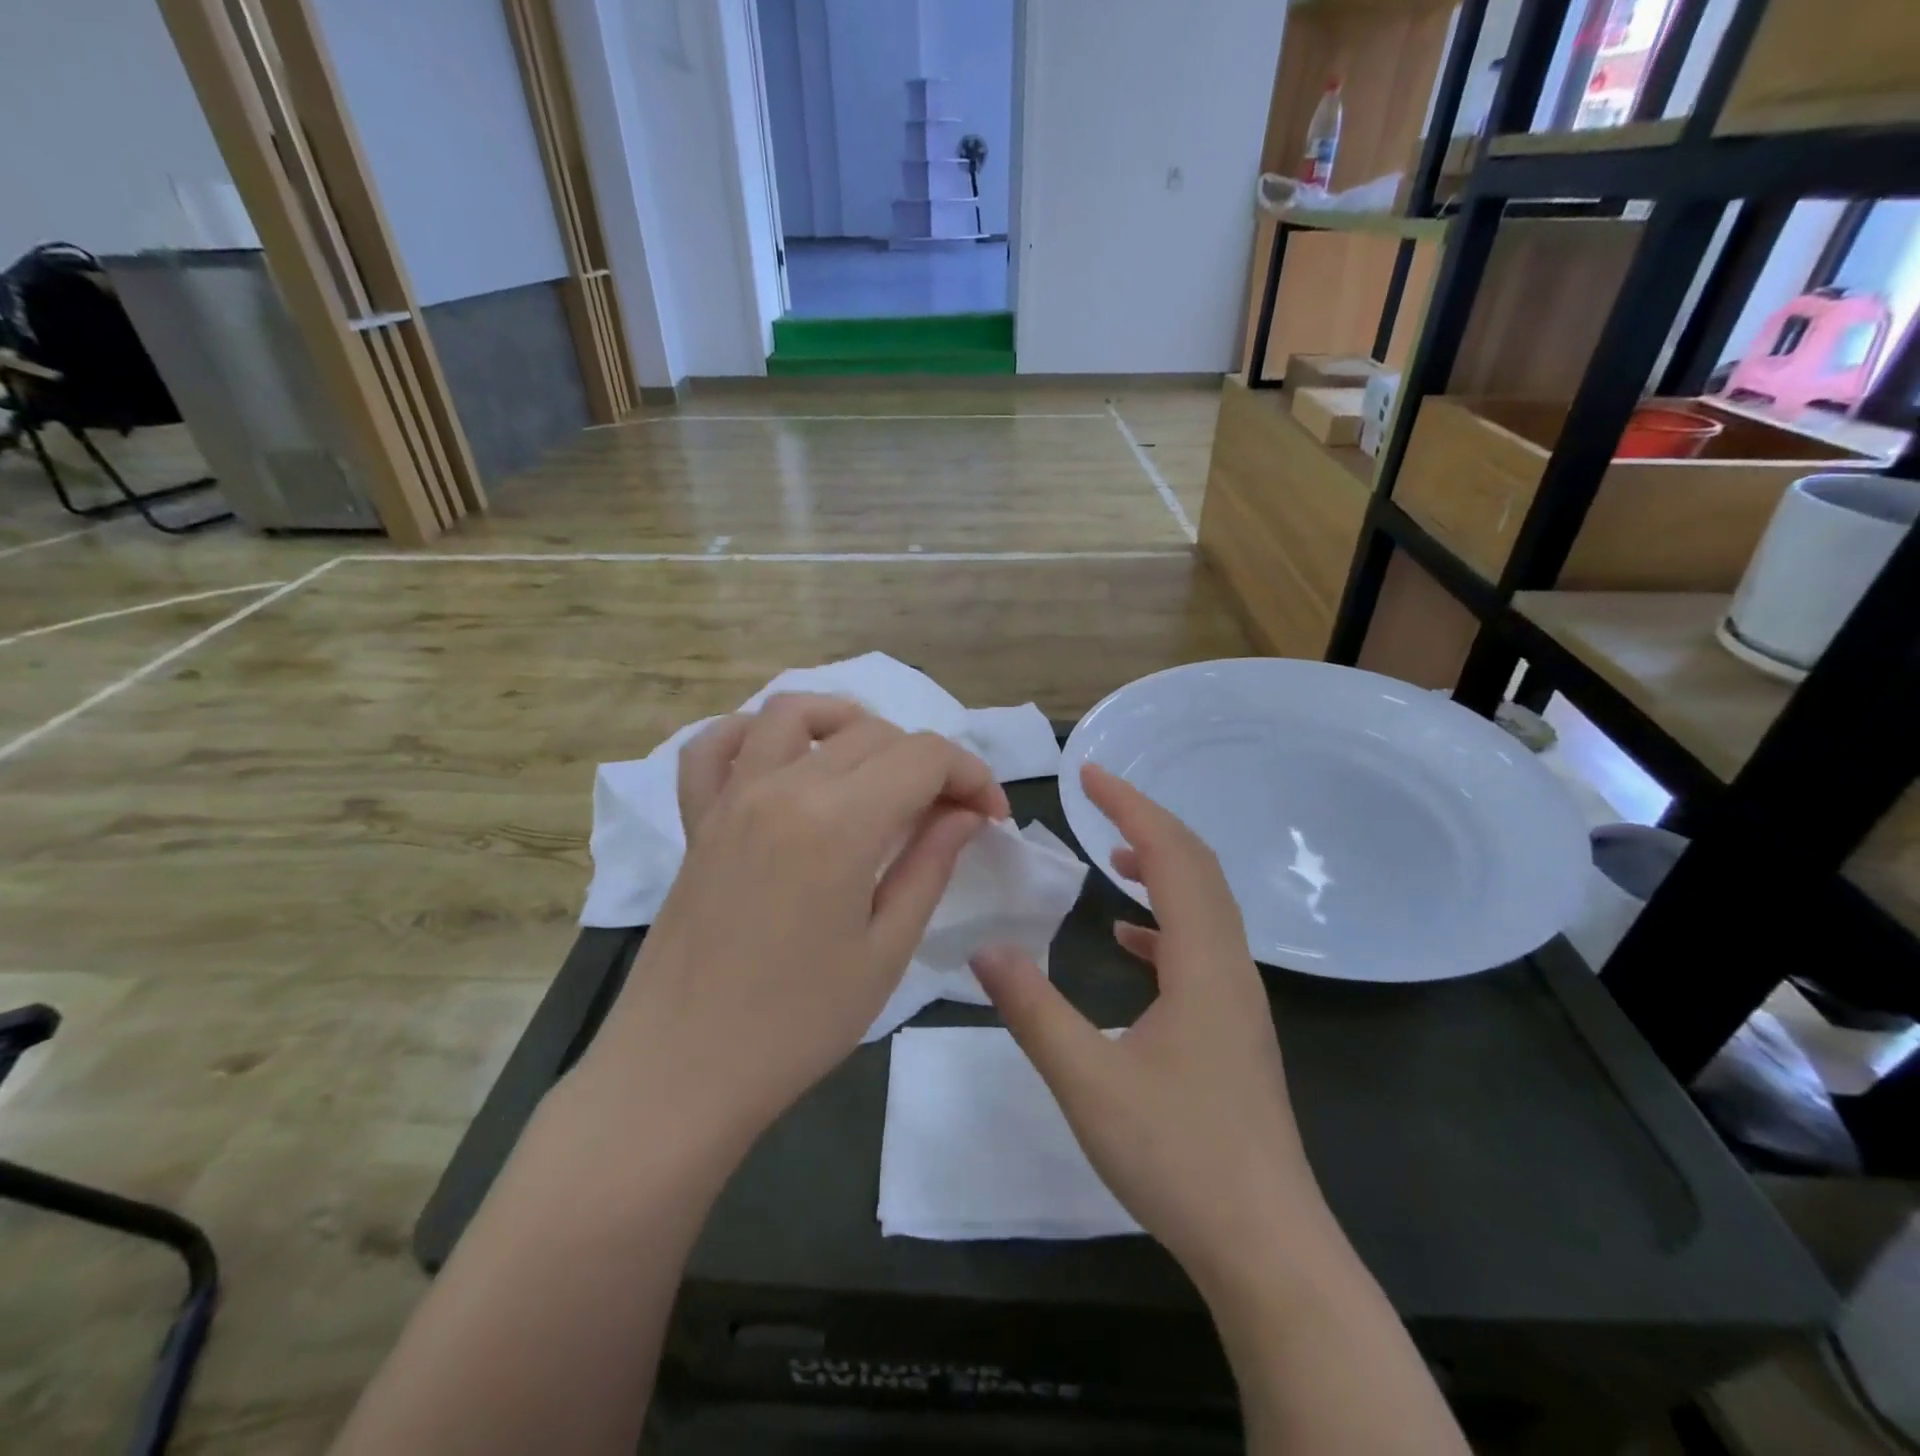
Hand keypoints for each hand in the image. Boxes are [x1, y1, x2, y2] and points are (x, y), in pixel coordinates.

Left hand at [585, 694, 1010, 1154]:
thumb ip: (930, 865)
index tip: (991, 817)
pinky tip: (783, 761)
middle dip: (927, 761)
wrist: (683, 1071)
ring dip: (848, 723)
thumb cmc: (798, 1024)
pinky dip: (751, 734)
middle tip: (947, 814)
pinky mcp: (697, 818)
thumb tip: (965, 813)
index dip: (972, 775)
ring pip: (794, 712)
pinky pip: (714, 746)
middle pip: (873, 733)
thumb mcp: (886, 950)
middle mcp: (783, 787)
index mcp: (839, 821)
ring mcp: (731, 796)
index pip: (925, 756)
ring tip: (876, 766)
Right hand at [971, 763, 1335, 1296]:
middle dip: (1147, 822)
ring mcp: (1238, 999)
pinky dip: (1165, 921)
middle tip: (1096, 797)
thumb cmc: (1179, 1159)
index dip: (1130, 807)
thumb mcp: (1088, 1081)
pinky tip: (1129, 940)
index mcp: (1202, 964)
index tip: (1089, 774)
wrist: (1267, 1247)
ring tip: (1112, 853)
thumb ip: (1033, 1010)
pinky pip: (1202, 947)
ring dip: (1162, 866)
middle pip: (1198, 868)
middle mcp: (1230, 968)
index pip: (1172, 856)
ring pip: (1205, 906)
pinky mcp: (1234, 1028)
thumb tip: (985, 948)